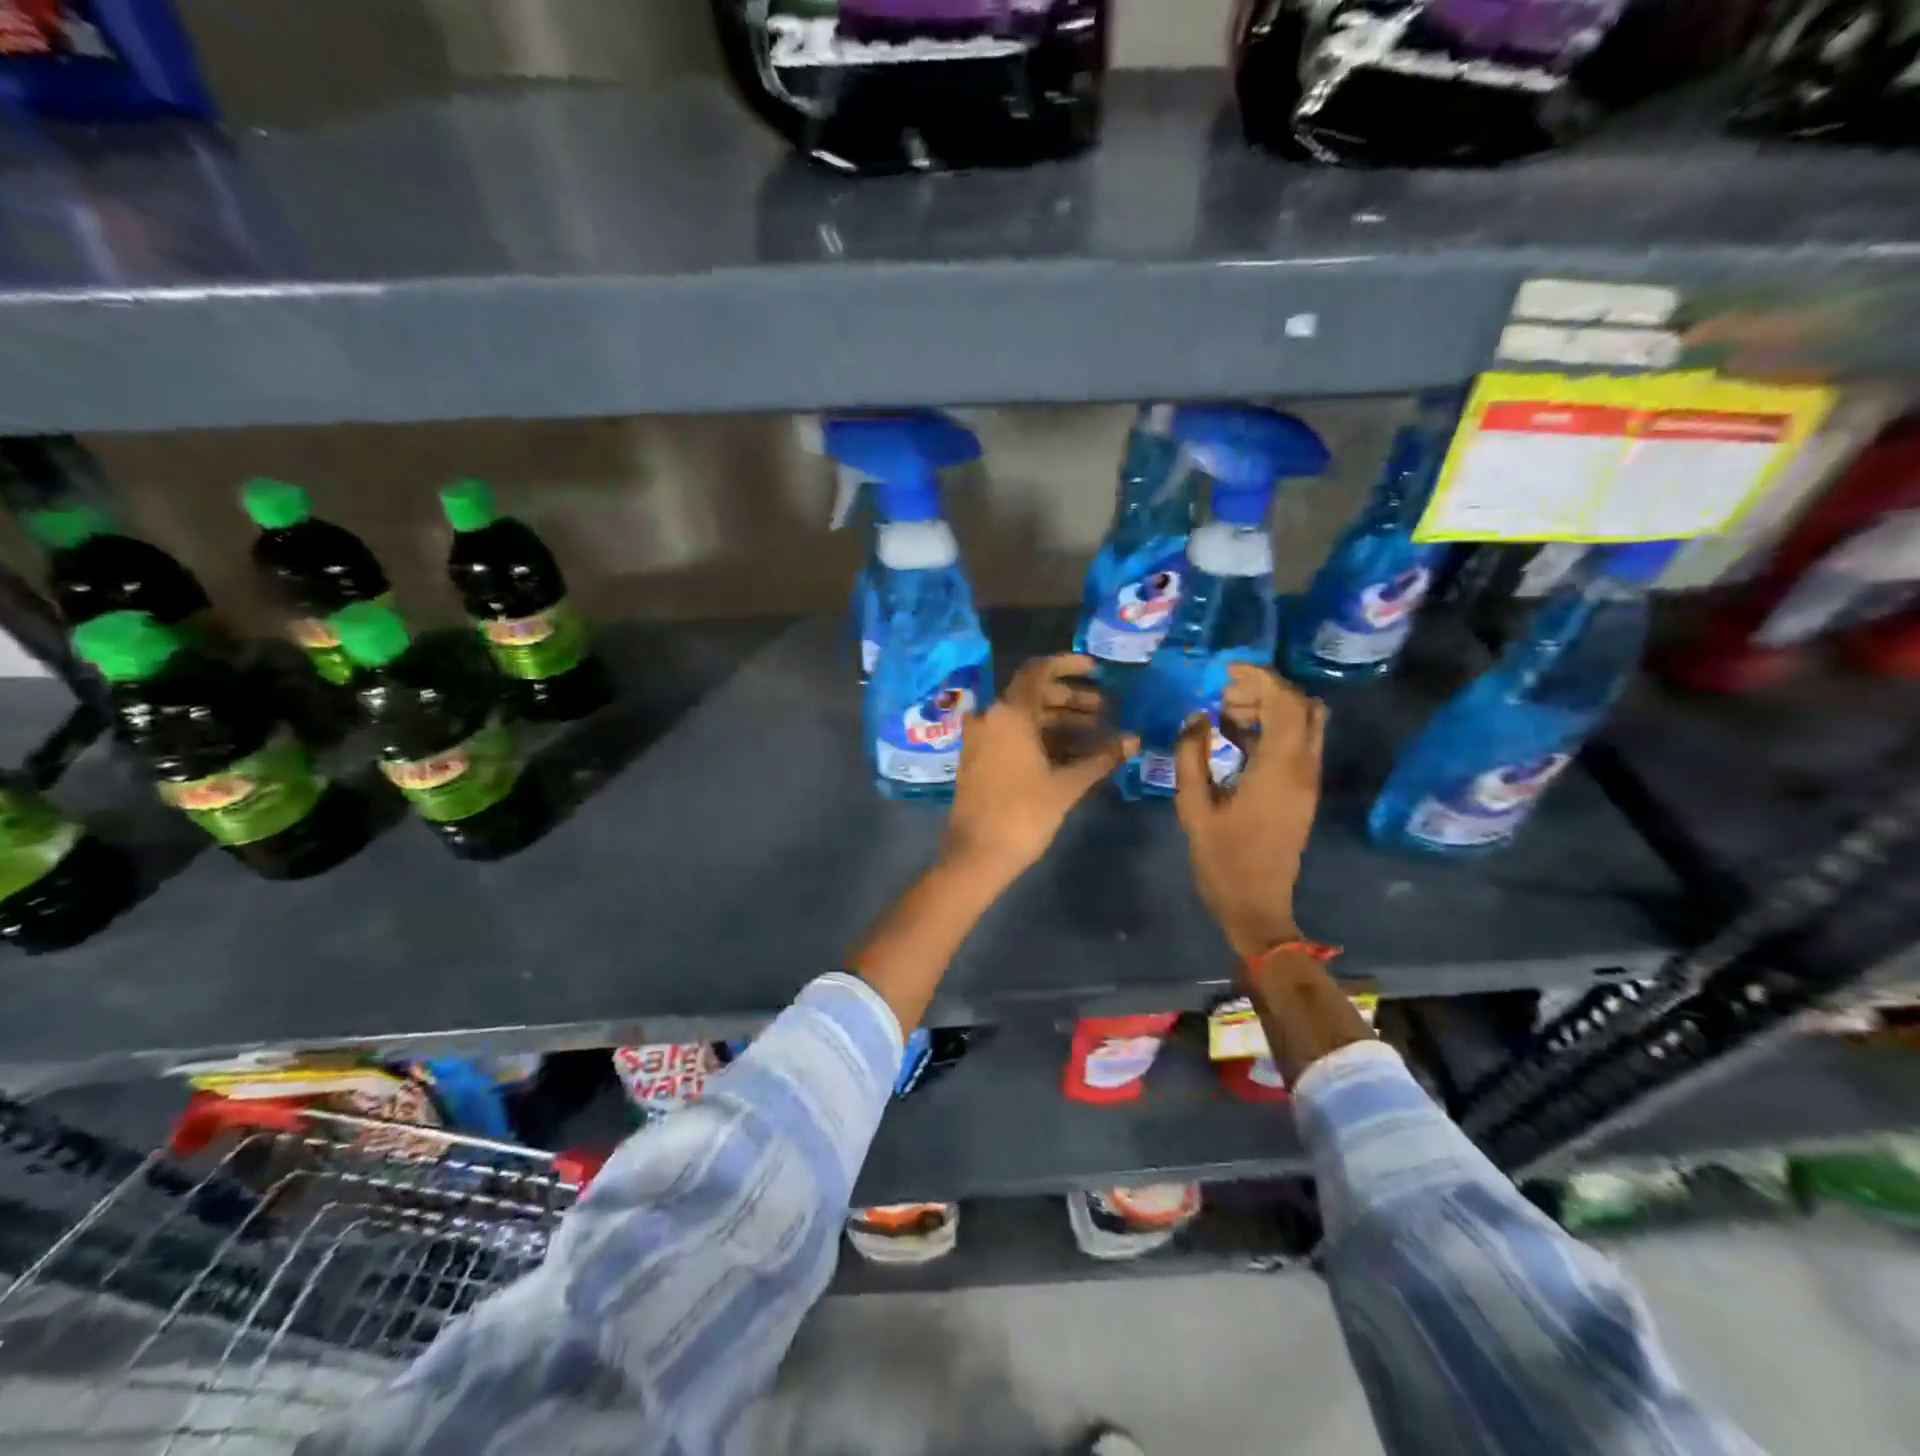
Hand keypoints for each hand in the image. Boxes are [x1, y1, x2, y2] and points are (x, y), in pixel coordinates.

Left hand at [940, 654, 1136, 883]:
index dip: (1069, 665)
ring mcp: (981, 738)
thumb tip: (1134, 740)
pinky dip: (1041, 739)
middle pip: (1034, 695)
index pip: (1039, 671)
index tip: (1097, 670)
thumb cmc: (1023, 815)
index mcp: (1009, 713)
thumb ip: (1101, 758)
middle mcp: (991, 717)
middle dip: (1072, 700)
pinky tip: (1071, 754)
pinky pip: (1013, 736)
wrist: (975, 856)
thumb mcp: (1067, 785)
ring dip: (1060, 722)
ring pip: (1025, 718)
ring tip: (1097, 735)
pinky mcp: (979, 759)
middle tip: (1106, 711)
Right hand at [1174, 664, 1326, 959]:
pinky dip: (1271, 729)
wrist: (1256, 906)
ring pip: (1303, 723)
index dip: (1259, 678)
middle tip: (1222, 695)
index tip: (1225, 671)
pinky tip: (1234, 737)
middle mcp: (1303, 768)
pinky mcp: (1302, 791)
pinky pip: (1296, 743)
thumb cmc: (1222, 859)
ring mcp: (1307, 780)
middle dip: (1265, 690)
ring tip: (1223, 715)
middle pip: (1302, 706)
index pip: (1284, 703)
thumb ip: (1192, 757)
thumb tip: (1196, 718)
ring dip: (1269, 708)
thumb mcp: (1194, 807)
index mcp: (1279, 769)